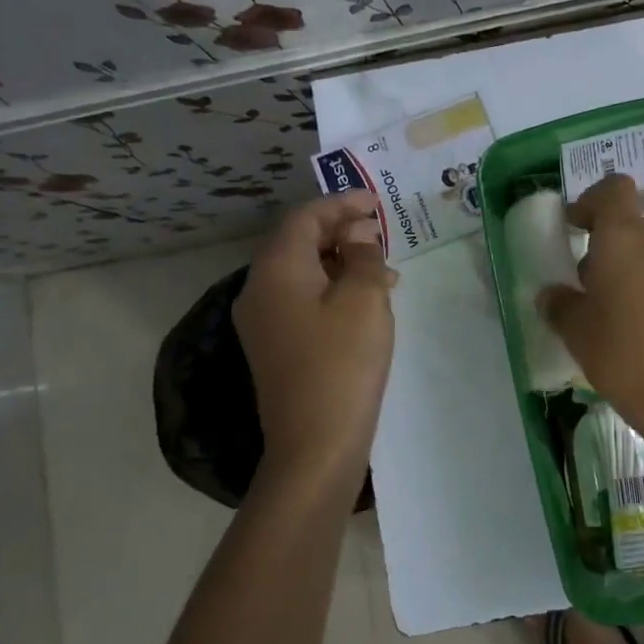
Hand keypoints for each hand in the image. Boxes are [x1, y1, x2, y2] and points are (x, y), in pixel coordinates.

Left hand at [234, 192, 396, 480]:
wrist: (316, 442)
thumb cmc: (343, 362)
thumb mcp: (364, 299)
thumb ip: (363, 255)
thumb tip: (358, 235)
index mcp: (276, 269)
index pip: (304, 217)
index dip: (341, 203)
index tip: (376, 202)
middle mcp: (260, 288)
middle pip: (299, 242)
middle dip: (342, 231)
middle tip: (382, 233)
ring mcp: (264, 320)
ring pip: (303, 272)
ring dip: (342, 262)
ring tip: (384, 269)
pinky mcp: (275, 345)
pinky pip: (303, 299)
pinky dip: (334, 288)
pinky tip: (366, 301)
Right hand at [538, 174, 643, 446]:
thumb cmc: (624, 355)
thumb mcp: (577, 333)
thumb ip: (560, 305)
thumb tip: (551, 294)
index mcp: (625, 234)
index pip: (613, 188)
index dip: (592, 201)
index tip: (577, 226)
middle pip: (640, 221)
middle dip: (618, 240)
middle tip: (599, 278)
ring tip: (633, 299)